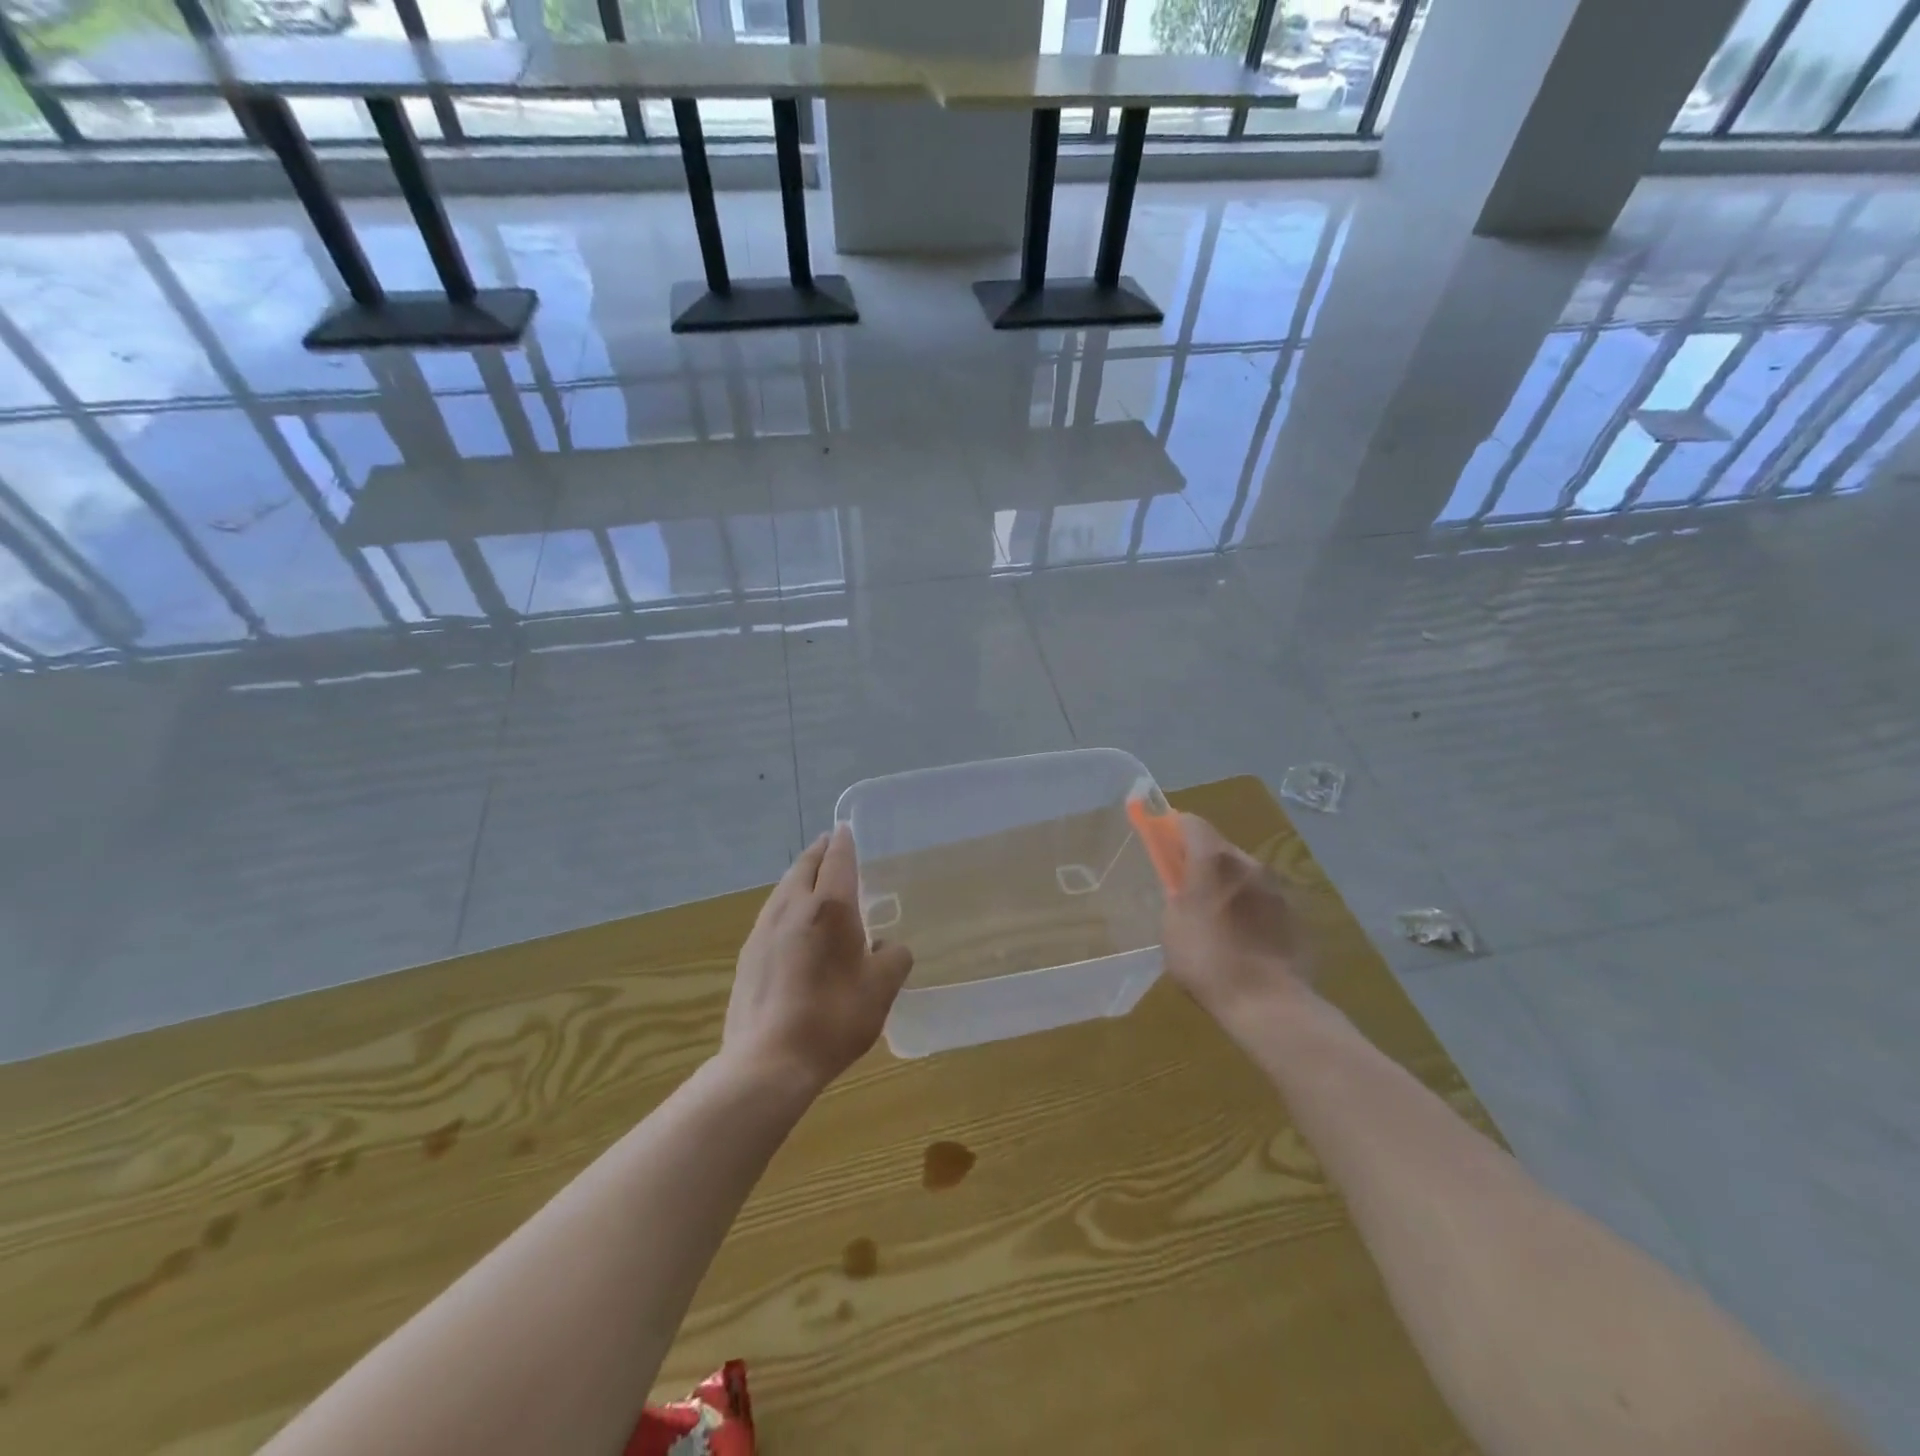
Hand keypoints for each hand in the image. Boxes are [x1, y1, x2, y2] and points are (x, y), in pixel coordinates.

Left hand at [722, 825, 913, 1093]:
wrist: (768, 1060)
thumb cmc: (833, 1018)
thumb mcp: (881, 990)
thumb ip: (894, 959)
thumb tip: (888, 947)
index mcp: (830, 907)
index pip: (837, 860)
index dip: (844, 842)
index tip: (845, 829)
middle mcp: (793, 907)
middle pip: (804, 866)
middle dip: (819, 852)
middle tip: (830, 845)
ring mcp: (764, 930)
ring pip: (783, 888)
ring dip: (799, 875)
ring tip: (811, 877)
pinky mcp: (748, 954)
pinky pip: (771, 913)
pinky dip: (786, 902)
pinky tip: (792, 922)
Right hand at [1161, 813, 1305, 1029]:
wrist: (1269, 1003)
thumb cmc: (1207, 962)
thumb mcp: (1172, 928)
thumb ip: (1176, 897)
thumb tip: (1181, 887)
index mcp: (1214, 861)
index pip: (1192, 823)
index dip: (1175, 830)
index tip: (1165, 845)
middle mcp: (1249, 864)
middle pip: (1220, 848)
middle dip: (1203, 861)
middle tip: (1188, 888)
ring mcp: (1277, 889)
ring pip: (1245, 874)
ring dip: (1229, 885)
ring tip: (1218, 919)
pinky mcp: (1295, 915)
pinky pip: (1264, 900)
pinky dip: (1251, 909)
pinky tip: (1244, 939)